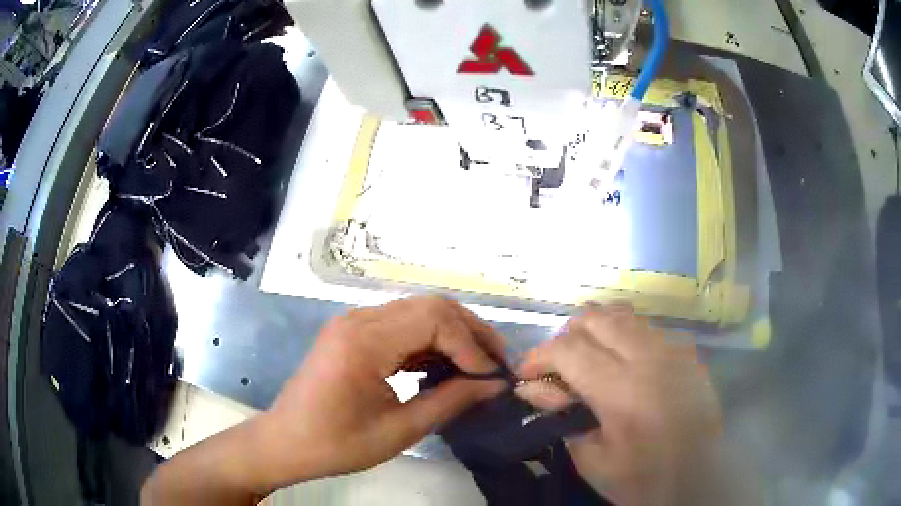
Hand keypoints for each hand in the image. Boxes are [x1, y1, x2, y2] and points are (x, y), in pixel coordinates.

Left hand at [253, 297, 506, 491]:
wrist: (285, 442)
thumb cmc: (336, 444)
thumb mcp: (398, 431)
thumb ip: (449, 401)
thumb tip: (493, 384)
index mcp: (364, 342)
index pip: (434, 320)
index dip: (470, 345)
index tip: (492, 376)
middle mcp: (358, 319)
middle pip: (429, 306)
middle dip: (468, 331)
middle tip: (495, 361)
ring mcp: (353, 323)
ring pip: (417, 311)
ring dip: (451, 333)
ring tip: (477, 363)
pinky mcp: (352, 332)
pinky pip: (400, 324)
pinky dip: (428, 340)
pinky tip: (443, 365)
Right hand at [514, 304, 722, 505]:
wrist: (701, 479)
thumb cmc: (643, 479)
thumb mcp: (592, 460)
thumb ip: (561, 417)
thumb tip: (533, 388)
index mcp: (621, 390)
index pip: (568, 349)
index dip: (538, 356)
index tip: (525, 373)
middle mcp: (649, 357)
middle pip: (595, 319)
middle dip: (566, 338)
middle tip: (559, 369)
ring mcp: (673, 350)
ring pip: (623, 315)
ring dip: (596, 331)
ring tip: (589, 360)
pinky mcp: (688, 352)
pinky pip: (648, 328)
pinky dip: (625, 337)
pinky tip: (625, 364)